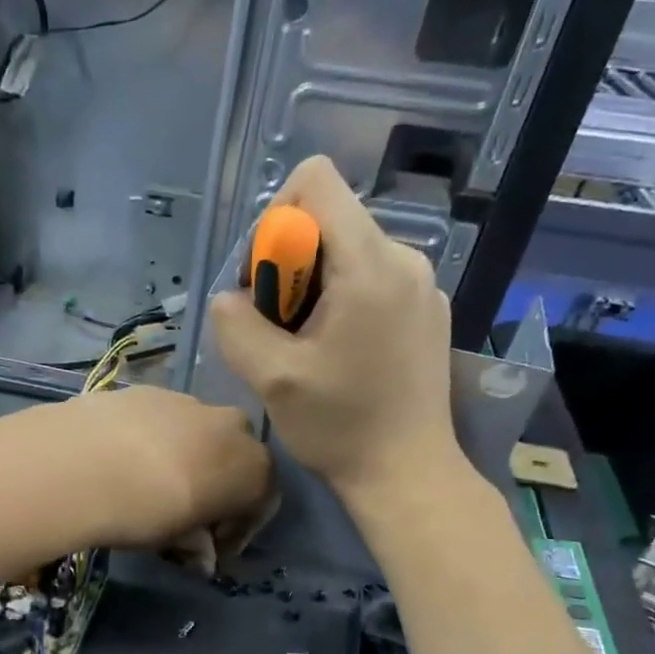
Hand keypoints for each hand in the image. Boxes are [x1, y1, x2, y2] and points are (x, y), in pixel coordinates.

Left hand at [35, 385, 273, 557]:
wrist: (83, 462)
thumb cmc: (146, 511)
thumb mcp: (176, 541)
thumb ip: (197, 545)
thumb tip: (202, 555)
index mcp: (254, 468)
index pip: (260, 503)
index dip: (237, 532)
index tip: (212, 551)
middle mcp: (232, 427)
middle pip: (234, 460)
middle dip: (217, 488)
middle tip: (186, 517)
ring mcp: (190, 401)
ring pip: (199, 435)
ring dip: (186, 460)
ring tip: (150, 487)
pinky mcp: (149, 390)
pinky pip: (164, 420)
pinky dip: (155, 440)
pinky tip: (125, 461)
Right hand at [210, 155, 466, 501]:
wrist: (407, 473)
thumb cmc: (340, 426)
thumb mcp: (270, 378)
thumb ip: (236, 324)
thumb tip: (230, 298)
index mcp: (369, 264)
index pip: (316, 181)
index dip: (274, 220)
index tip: (266, 281)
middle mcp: (403, 258)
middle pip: (327, 219)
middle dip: (287, 264)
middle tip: (278, 328)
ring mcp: (420, 282)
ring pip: (344, 250)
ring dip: (310, 287)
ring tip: (305, 346)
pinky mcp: (424, 307)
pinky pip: (369, 276)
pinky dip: (339, 300)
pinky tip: (336, 353)